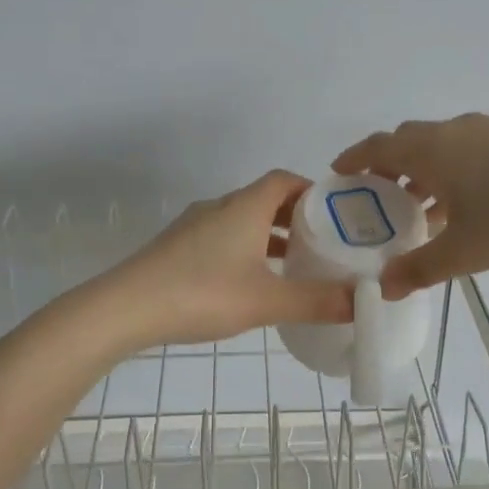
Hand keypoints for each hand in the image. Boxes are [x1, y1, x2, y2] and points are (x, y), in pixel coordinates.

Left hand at [95, 171, 354, 347]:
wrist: (125, 308)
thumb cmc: (202, 294)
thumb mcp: (267, 301)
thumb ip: (317, 301)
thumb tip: (364, 302)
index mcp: (245, 207)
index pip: (285, 180)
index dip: (313, 191)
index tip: (336, 215)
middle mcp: (220, 207)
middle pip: (265, 200)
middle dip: (296, 218)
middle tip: (323, 244)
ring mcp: (194, 226)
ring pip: (242, 221)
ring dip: (269, 236)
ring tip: (293, 266)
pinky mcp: (177, 247)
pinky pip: (222, 237)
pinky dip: (245, 249)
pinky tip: (249, 283)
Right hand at [333, 114, 488, 296]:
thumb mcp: (467, 250)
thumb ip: (421, 268)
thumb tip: (384, 288)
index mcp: (433, 149)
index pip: (378, 146)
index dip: (353, 159)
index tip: (337, 176)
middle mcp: (455, 132)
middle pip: (407, 143)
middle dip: (386, 170)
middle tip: (375, 204)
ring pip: (439, 149)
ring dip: (421, 176)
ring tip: (416, 214)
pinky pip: (466, 154)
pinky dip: (450, 175)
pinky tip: (464, 209)